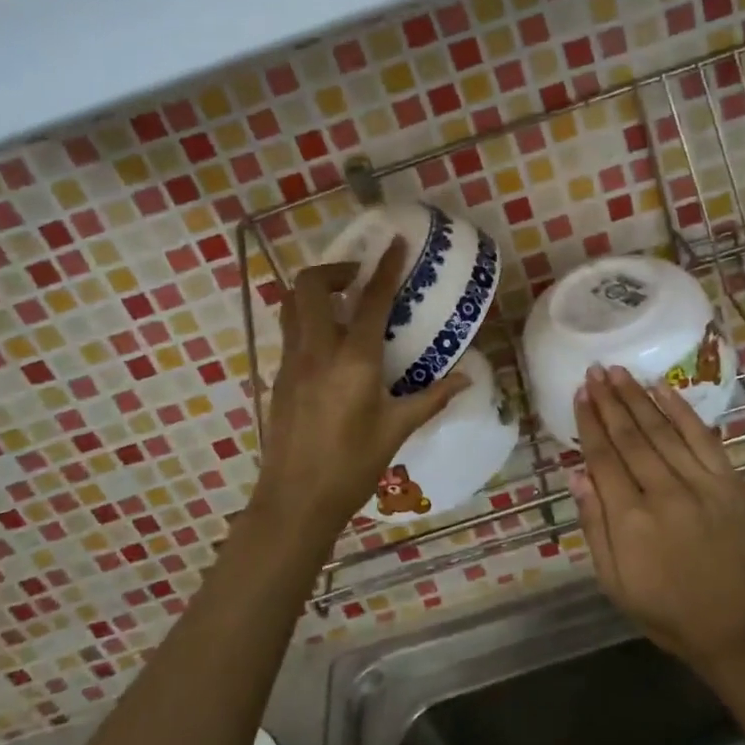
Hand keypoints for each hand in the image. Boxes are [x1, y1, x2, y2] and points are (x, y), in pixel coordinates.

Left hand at [254, 239, 470, 540]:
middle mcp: (316, 350)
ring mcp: (291, 362)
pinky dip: (307, 319)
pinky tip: (329, 344)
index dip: (386, 267)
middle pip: (310, 285)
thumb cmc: (351, 466)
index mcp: (353, 360)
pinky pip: (289, 331)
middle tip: (359, 281)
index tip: (396, 243)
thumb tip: (467, 377)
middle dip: (335, 270)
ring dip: (314, 291)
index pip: (371, 300)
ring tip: (342, 303)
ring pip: (291, 304)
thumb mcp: (397, 430)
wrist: (295, 501)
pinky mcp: (278, 377)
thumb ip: (432, 398)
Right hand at [571, 366, 744, 672]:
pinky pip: (702, 437)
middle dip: (609, 400)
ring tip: (619, 371)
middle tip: (595, 370)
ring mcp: (701, 484)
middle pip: (629, 436)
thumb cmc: (669, 612)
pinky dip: (681, 410)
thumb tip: (576, 475)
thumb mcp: (615, 582)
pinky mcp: (730, 483)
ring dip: (637, 396)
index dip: (589, 422)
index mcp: (630, 520)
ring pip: (662, 429)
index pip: (603, 457)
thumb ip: (594, 526)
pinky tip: (663, 389)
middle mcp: (663, 493)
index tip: (580, 393)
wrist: (741, 631)